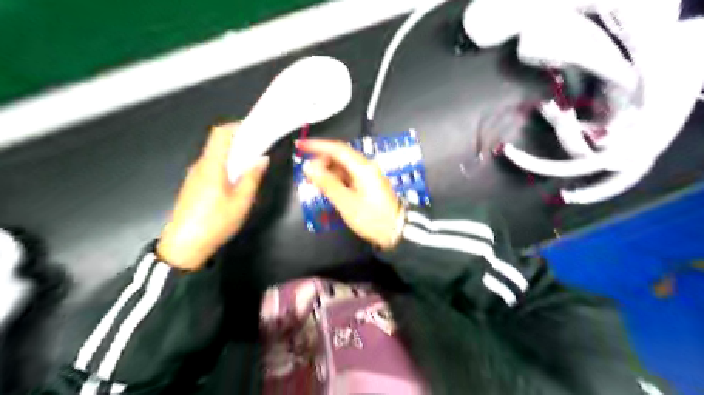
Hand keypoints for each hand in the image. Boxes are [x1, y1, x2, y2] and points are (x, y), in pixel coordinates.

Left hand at [158, 124, 270, 271]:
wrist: (184, 246)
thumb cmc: (215, 222)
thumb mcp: (241, 201)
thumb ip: (252, 177)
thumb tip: (262, 158)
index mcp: (211, 165)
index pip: (221, 134)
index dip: (237, 126)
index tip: (256, 129)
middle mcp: (200, 165)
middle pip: (218, 143)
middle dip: (240, 140)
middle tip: (260, 147)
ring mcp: (194, 175)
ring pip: (215, 155)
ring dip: (233, 154)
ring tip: (252, 163)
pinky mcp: (194, 185)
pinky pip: (212, 167)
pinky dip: (226, 165)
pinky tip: (237, 179)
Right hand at [297, 139, 404, 249]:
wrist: (396, 231)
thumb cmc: (371, 218)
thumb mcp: (346, 202)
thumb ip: (327, 183)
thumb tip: (309, 167)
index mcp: (363, 167)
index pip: (337, 149)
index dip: (317, 145)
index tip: (300, 145)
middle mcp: (366, 167)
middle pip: (340, 156)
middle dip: (322, 161)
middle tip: (308, 174)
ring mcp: (369, 175)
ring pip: (344, 166)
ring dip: (328, 171)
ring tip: (315, 182)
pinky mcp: (369, 184)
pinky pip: (349, 175)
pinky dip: (337, 179)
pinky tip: (328, 188)